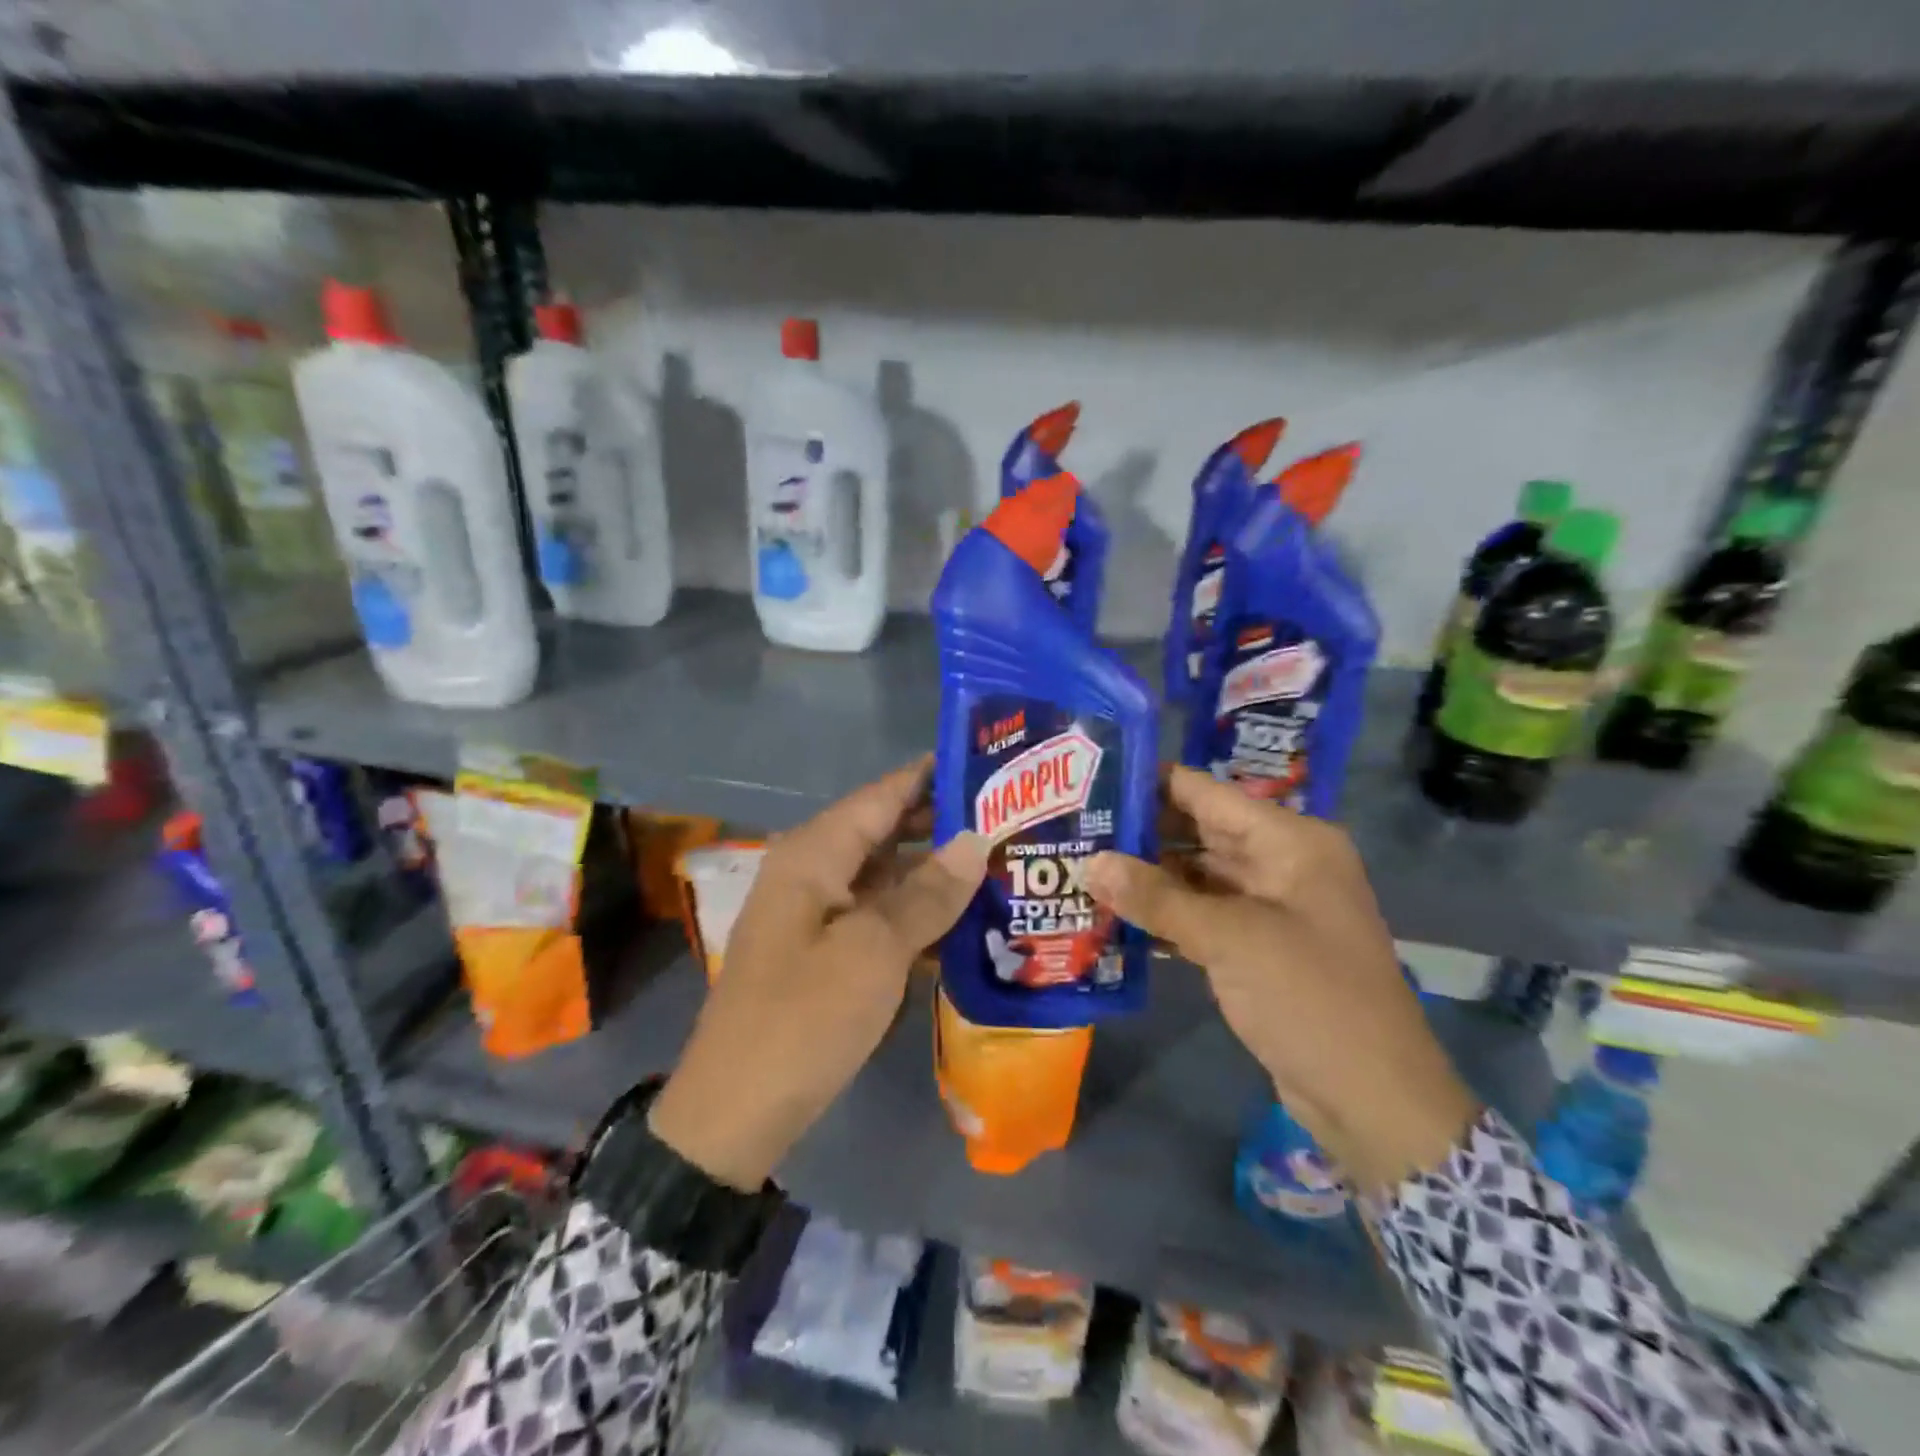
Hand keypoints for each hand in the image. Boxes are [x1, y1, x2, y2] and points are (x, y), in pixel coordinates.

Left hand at [649, 759, 989, 1188]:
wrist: (736, 1113)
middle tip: (1010, 818)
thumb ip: (928, 893)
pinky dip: (918, 913)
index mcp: (814, 854)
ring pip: (886, 875)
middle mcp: (813, 871)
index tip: (988, 763)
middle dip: (943, 824)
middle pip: (885, 830)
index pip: (882, 795)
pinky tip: (966, 920)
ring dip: (936, 872)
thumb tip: (977, 839)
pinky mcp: (827, 951)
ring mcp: (818, 913)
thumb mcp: (874, 951)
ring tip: (1001, 863)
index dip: (932, 776)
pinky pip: (879, 915)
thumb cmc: (804, 1019)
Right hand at [1086, 766, 1477, 1194]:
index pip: (1206, 793)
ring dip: (1146, 877)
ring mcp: (1270, 906)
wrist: (1373, 1100)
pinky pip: (1202, 914)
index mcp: (1290, 841)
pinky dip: (1165, 914)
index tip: (1091, 781)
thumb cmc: (1310, 998)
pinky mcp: (1257, 946)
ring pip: (1196, 875)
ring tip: (1082, 866)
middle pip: (1198, 832)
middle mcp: (1281, 862)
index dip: (1150, 783)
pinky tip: (1115, 916)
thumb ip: (1156, 897)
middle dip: (1140, 832)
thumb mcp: (1230, 940)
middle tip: (1075, 827)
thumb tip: (1090, 863)